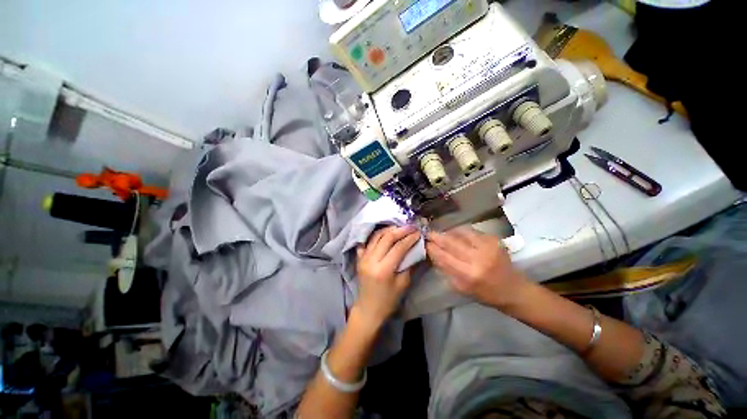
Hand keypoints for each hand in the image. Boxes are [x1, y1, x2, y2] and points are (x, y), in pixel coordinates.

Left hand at [354, 226, 419, 327]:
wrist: (368, 309)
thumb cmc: (388, 301)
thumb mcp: (403, 284)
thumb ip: (409, 265)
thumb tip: (416, 249)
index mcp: (383, 270)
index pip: (398, 247)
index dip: (409, 238)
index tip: (418, 232)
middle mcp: (371, 260)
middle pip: (386, 238)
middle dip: (400, 230)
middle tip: (410, 227)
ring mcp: (363, 258)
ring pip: (376, 237)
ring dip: (388, 230)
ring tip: (399, 227)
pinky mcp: (359, 258)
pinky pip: (366, 242)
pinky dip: (375, 236)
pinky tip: (383, 233)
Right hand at [426, 226, 528, 307]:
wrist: (514, 289)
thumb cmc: (486, 293)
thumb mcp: (462, 288)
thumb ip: (447, 270)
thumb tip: (434, 254)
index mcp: (468, 275)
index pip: (443, 257)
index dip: (432, 248)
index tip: (424, 243)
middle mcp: (477, 259)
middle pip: (450, 242)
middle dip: (437, 236)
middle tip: (428, 233)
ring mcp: (487, 247)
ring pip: (460, 233)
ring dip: (448, 232)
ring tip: (442, 233)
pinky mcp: (493, 239)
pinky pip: (471, 231)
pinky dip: (460, 231)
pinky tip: (456, 233)